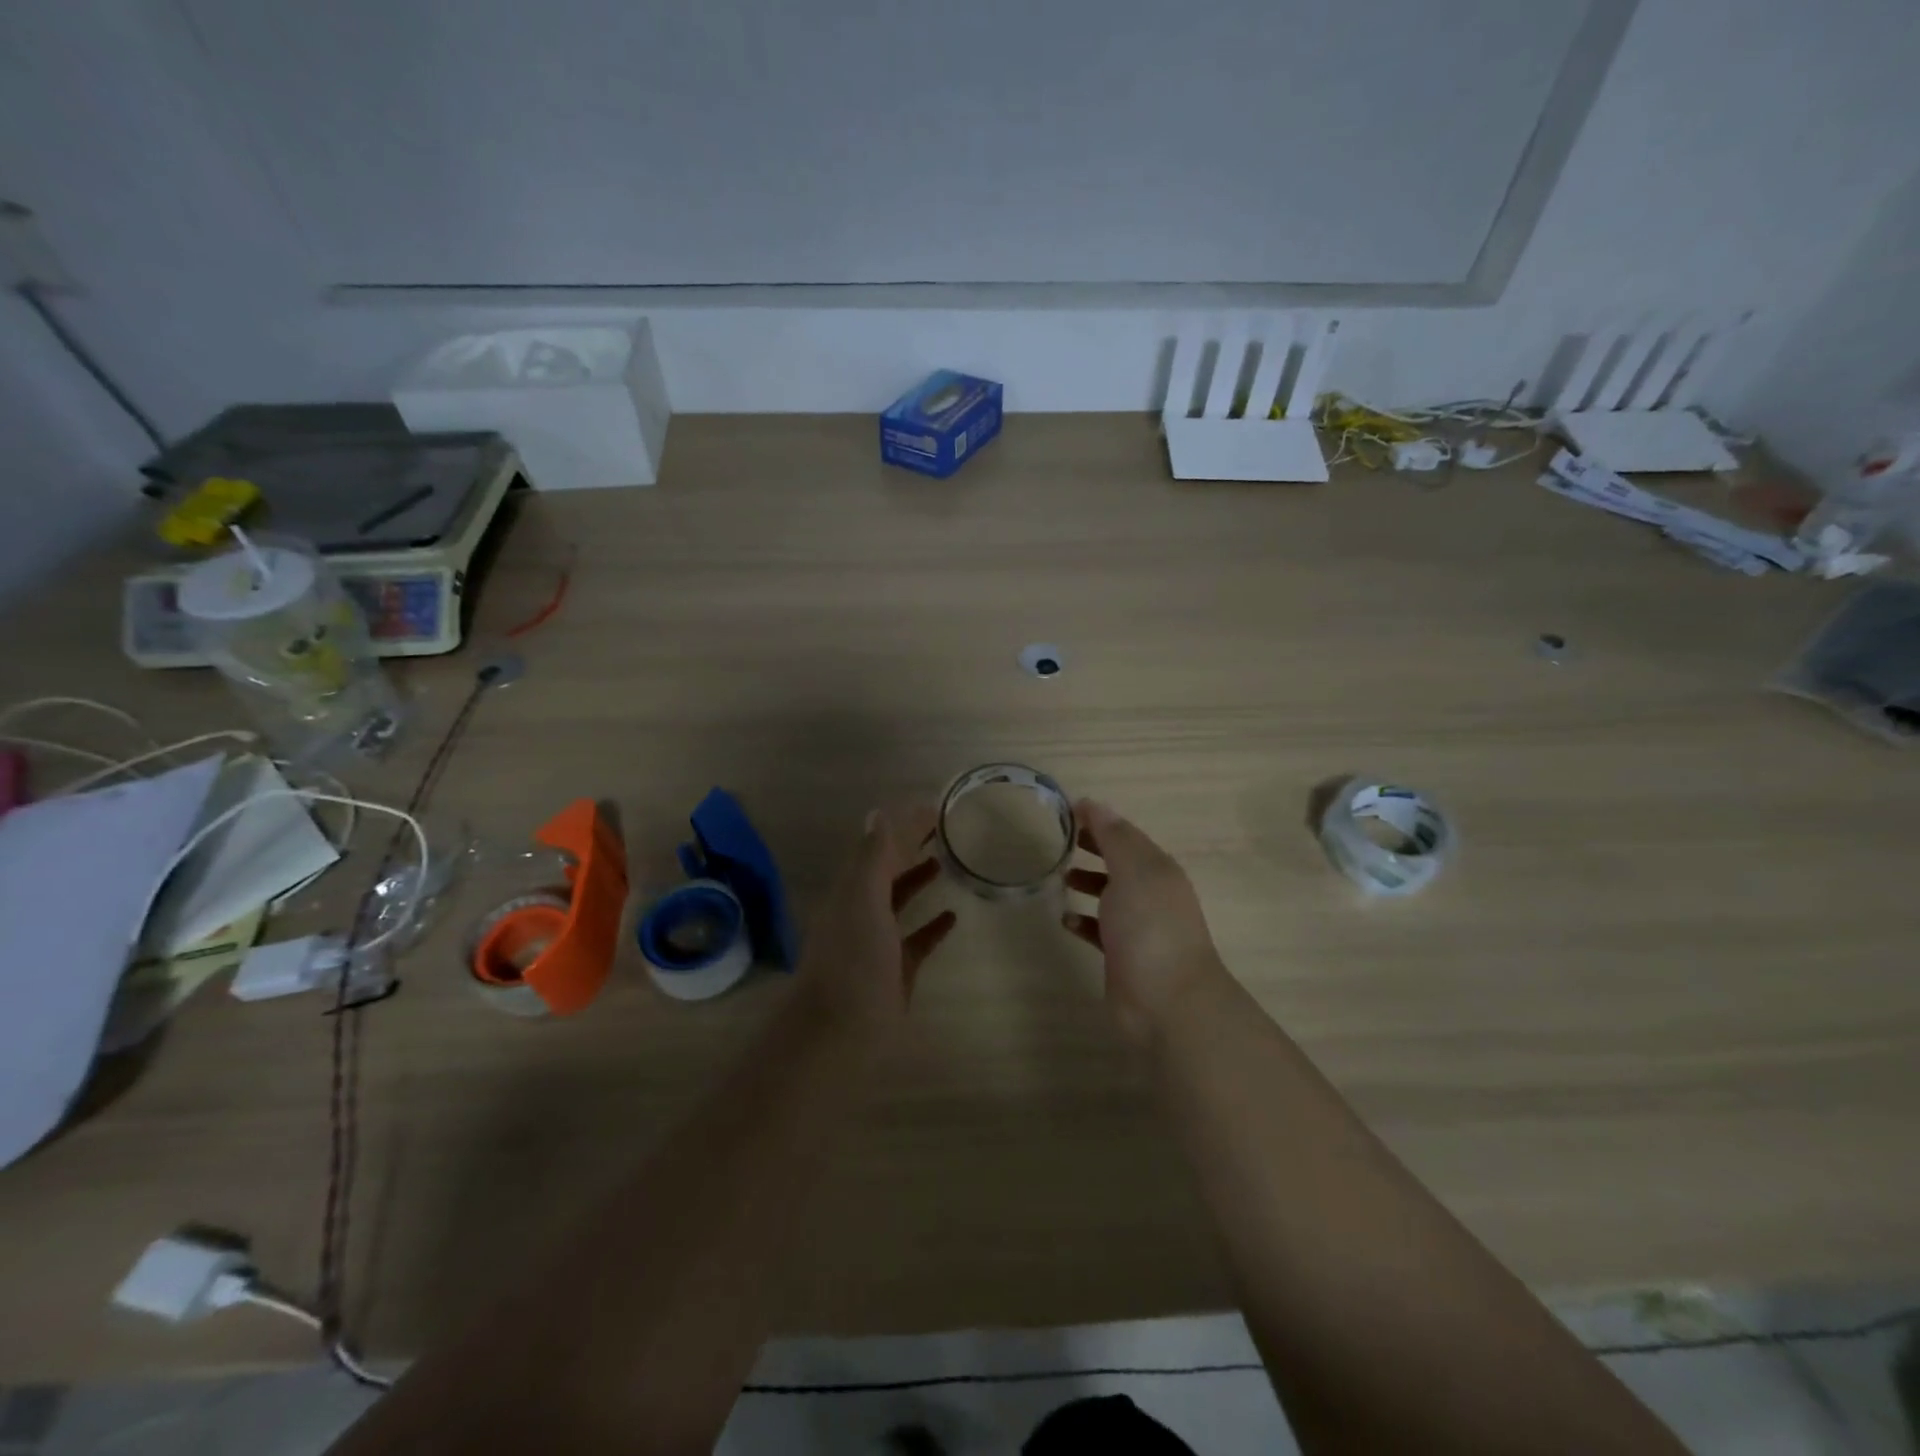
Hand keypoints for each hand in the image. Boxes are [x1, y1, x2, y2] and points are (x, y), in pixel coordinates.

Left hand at [795, 803, 957, 1039]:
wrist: (839, 1031)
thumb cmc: (852, 959)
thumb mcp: (862, 898)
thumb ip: (873, 857)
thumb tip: (878, 812)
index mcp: (851, 890)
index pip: (880, 847)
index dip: (904, 826)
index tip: (934, 808)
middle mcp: (861, 910)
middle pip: (888, 870)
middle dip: (911, 847)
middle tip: (946, 828)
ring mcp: (878, 942)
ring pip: (899, 902)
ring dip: (918, 879)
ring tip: (945, 861)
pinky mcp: (895, 971)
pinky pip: (916, 940)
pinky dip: (932, 926)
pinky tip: (953, 916)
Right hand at [1063, 799, 1226, 1042]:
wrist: (1167, 1001)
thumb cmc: (1150, 927)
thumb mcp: (1132, 871)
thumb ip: (1113, 837)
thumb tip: (1093, 803)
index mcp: (1158, 869)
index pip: (1127, 835)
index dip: (1101, 821)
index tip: (1069, 811)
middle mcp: (1151, 894)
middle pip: (1120, 862)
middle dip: (1095, 848)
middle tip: (1064, 839)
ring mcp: (1139, 927)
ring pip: (1111, 896)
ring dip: (1089, 882)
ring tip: (1062, 877)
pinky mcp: (1123, 956)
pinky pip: (1100, 930)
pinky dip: (1084, 921)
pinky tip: (1066, 919)